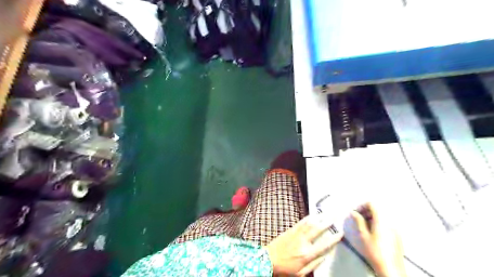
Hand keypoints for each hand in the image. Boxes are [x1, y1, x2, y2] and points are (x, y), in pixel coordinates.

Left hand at [262, 214, 344, 274]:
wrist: (268, 260)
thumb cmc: (286, 269)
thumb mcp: (301, 273)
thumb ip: (314, 264)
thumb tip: (325, 255)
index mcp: (307, 254)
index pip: (324, 245)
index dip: (333, 238)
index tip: (341, 233)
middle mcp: (303, 242)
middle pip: (318, 230)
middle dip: (327, 222)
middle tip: (335, 216)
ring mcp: (296, 234)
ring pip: (309, 224)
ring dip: (319, 217)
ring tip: (326, 212)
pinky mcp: (290, 230)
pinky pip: (300, 223)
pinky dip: (307, 218)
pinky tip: (312, 215)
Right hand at [353, 204, 407, 276]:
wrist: (391, 269)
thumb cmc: (374, 251)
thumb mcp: (363, 235)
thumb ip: (358, 221)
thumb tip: (353, 212)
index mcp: (381, 219)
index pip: (372, 204)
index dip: (362, 206)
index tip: (355, 213)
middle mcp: (389, 221)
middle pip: (377, 209)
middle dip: (366, 212)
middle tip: (357, 219)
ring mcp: (394, 228)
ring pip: (381, 217)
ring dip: (371, 218)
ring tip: (363, 226)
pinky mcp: (397, 235)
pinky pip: (386, 223)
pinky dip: (377, 223)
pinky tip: (372, 233)